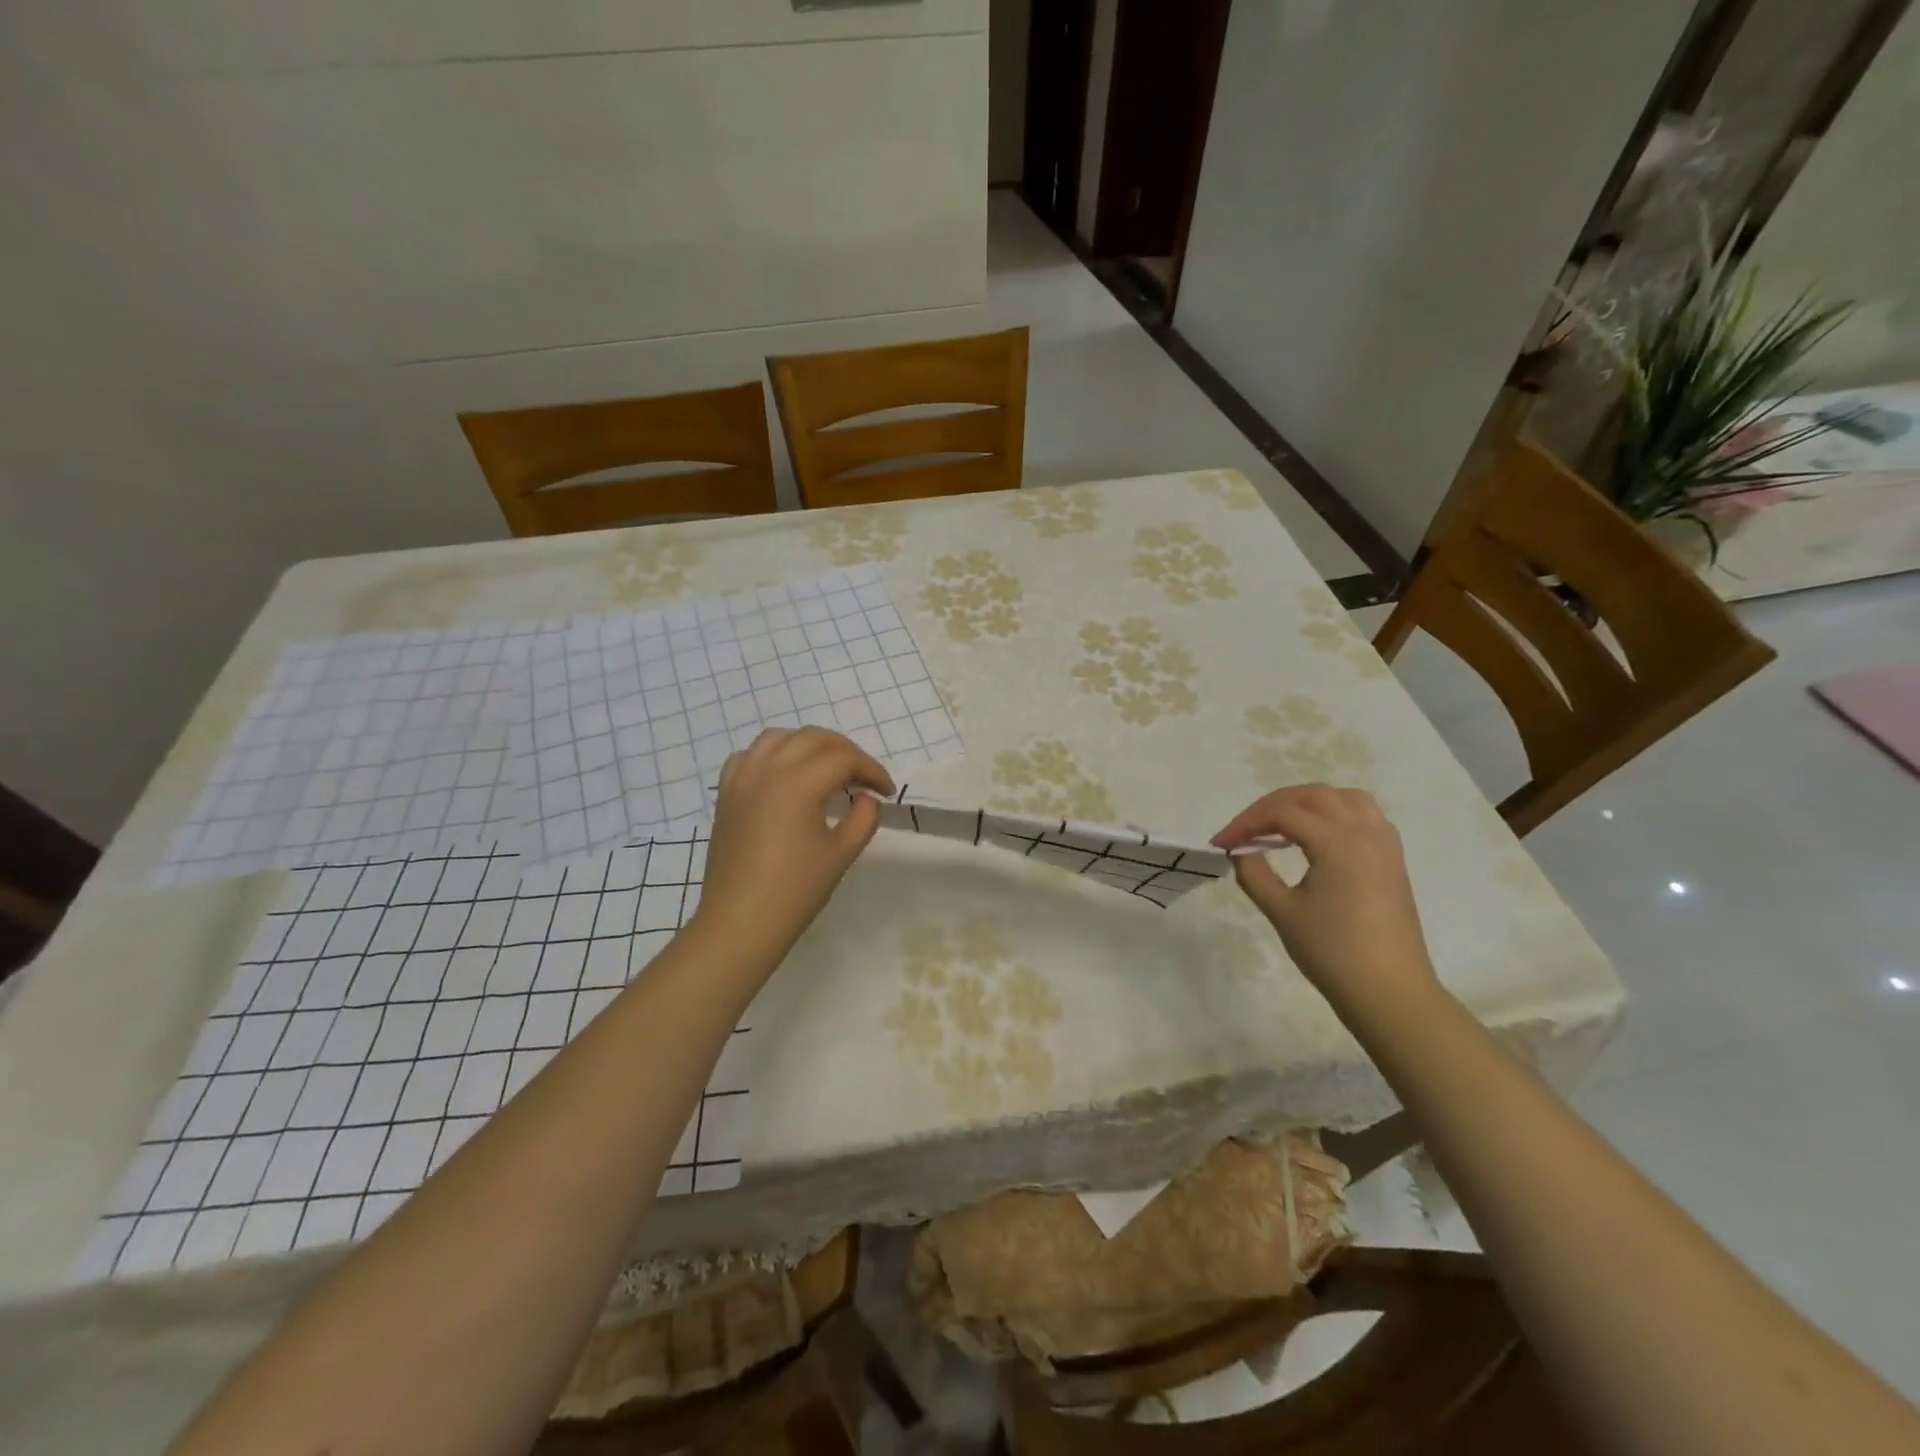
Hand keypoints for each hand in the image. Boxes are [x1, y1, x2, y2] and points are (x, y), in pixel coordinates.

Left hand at [692, 727, 894, 967]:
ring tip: (825, 768)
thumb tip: (868, 799)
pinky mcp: (726, 794)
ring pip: (779, 737)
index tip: (886, 792)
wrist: (740, 922)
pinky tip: (783, 775)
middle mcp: (768, 769)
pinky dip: (772, 754)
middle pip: (813, 738)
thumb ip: (863, 819)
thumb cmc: (795, 890)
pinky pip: (749, 756)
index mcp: (799, 782)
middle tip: (863, 777)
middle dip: (844, 751)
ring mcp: (742, 779)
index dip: (872, 770)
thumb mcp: (841, 854)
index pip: (845, 759)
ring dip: (808, 745)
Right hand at [1211, 785, 1438, 1014]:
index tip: (1221, 843)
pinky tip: (1319, 838)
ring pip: (1345, 799)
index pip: (1283, 813)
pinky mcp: (1393, 862)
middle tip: (1246, 829)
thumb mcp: (1282, 912)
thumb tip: (1241, 852)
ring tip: (1282, 824)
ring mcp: (1384, 846)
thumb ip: (1254, 874)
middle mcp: (1365, 833)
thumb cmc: (1333, 952)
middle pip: (1313, 796)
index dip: (1246, 823)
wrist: (1390, 993)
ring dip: (1308, 803)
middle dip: (1273, 805)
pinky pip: (1365, 817)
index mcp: (1338, 843)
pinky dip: (1336, 814)